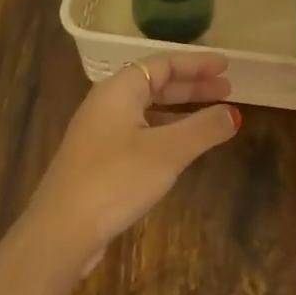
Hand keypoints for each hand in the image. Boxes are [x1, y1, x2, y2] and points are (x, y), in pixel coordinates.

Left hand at [23, 51, 239, 274]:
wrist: (61, 230)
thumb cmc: (116, 179)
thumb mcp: (167, 151)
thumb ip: (203, 128)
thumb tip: (234, 114)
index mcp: (118, 91)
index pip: (162, 64)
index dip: (196, 63)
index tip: (226, 66)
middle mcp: (106, 105)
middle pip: (154, 85)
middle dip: (191, 86)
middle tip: (227, 89)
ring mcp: (99, 134)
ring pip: (146, 111)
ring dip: (180, 110)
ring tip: (211, 117)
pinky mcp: (98, 161)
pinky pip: (139, 132)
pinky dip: (165, 131)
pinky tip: (181, 148)